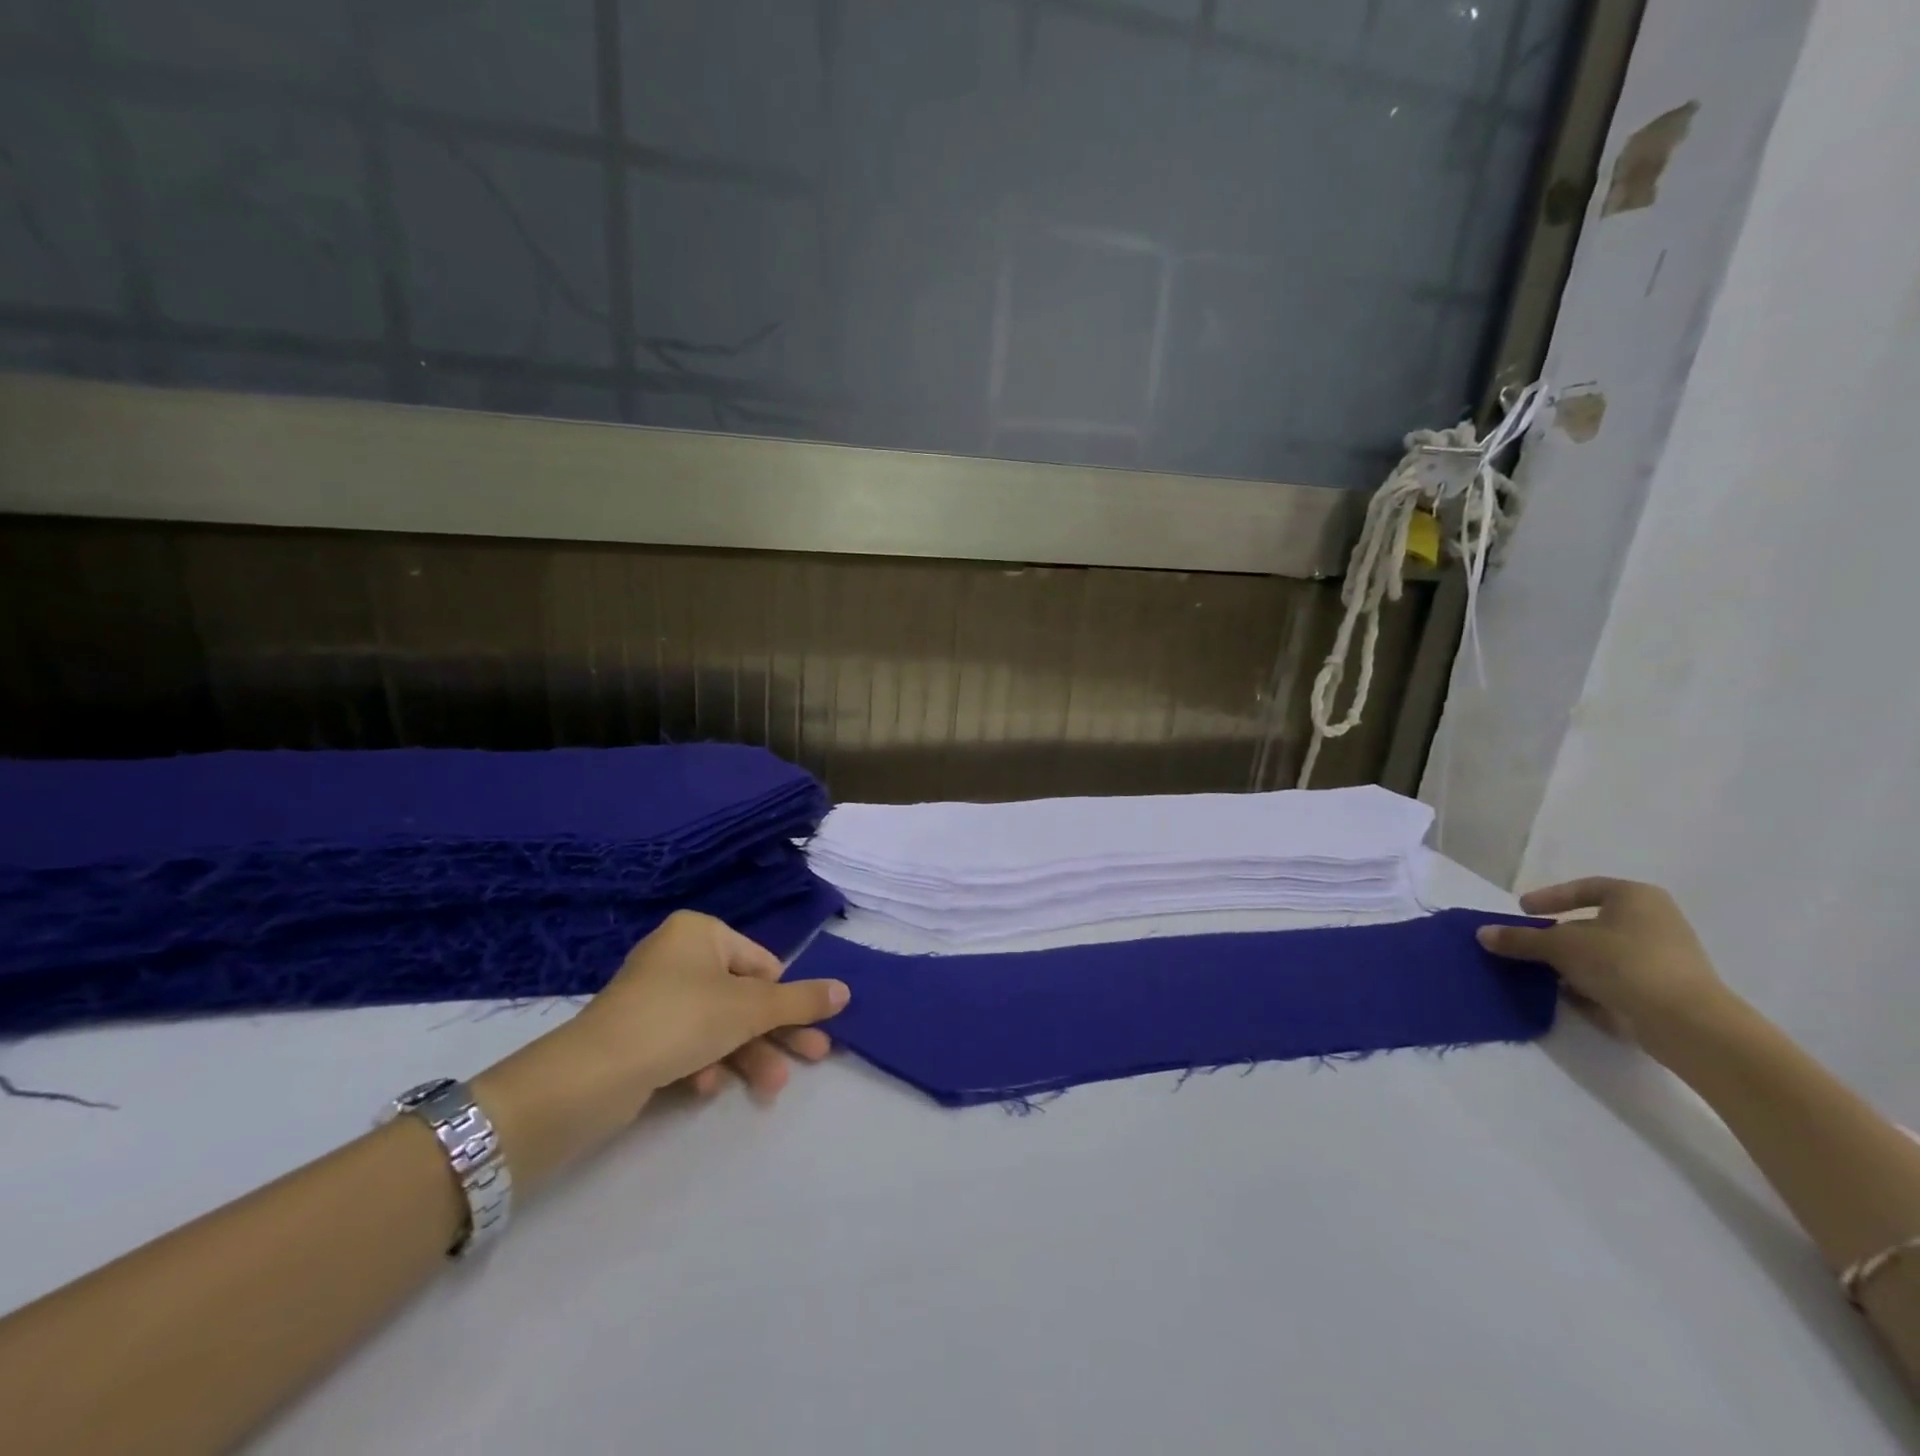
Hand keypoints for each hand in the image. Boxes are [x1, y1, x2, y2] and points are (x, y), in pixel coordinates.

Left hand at [472, 912, 848, 1189]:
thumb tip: (846, 990)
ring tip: (770, 1089)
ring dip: (747, 1055)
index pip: (763, 963)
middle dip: (775, 1033)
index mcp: (701, 933)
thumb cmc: (681, 1019)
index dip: (788, 999)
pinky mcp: (639, 1034)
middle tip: (813, 1059)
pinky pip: (687, 1043)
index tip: (812, 1031)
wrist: (591, 1075)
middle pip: (744, 997)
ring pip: (719, 1025)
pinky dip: (704, 1063)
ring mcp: (656, 996)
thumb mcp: (751, 1008)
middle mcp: (678, 956)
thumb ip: (801, 1000)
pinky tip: (705, 1087)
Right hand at [1477, 878, 1734, 1041]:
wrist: (1687, 1023)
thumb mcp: (1559, 946)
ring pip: (1603, 954)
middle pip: (1592, 923)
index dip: (1550, 897)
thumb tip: (1483, 934)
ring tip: (1541, 974)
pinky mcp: (1667, 991)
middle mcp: (1656, 921)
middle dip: (1557, 936)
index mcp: (1636, 898)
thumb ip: (1520, 939)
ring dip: (1571, 963)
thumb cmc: (1622, 963)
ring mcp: (1666, 958)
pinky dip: (1591, 984)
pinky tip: (1568, 996)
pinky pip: (1618, 980)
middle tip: (1528, 946)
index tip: (1524, 911)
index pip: (1585, 888)